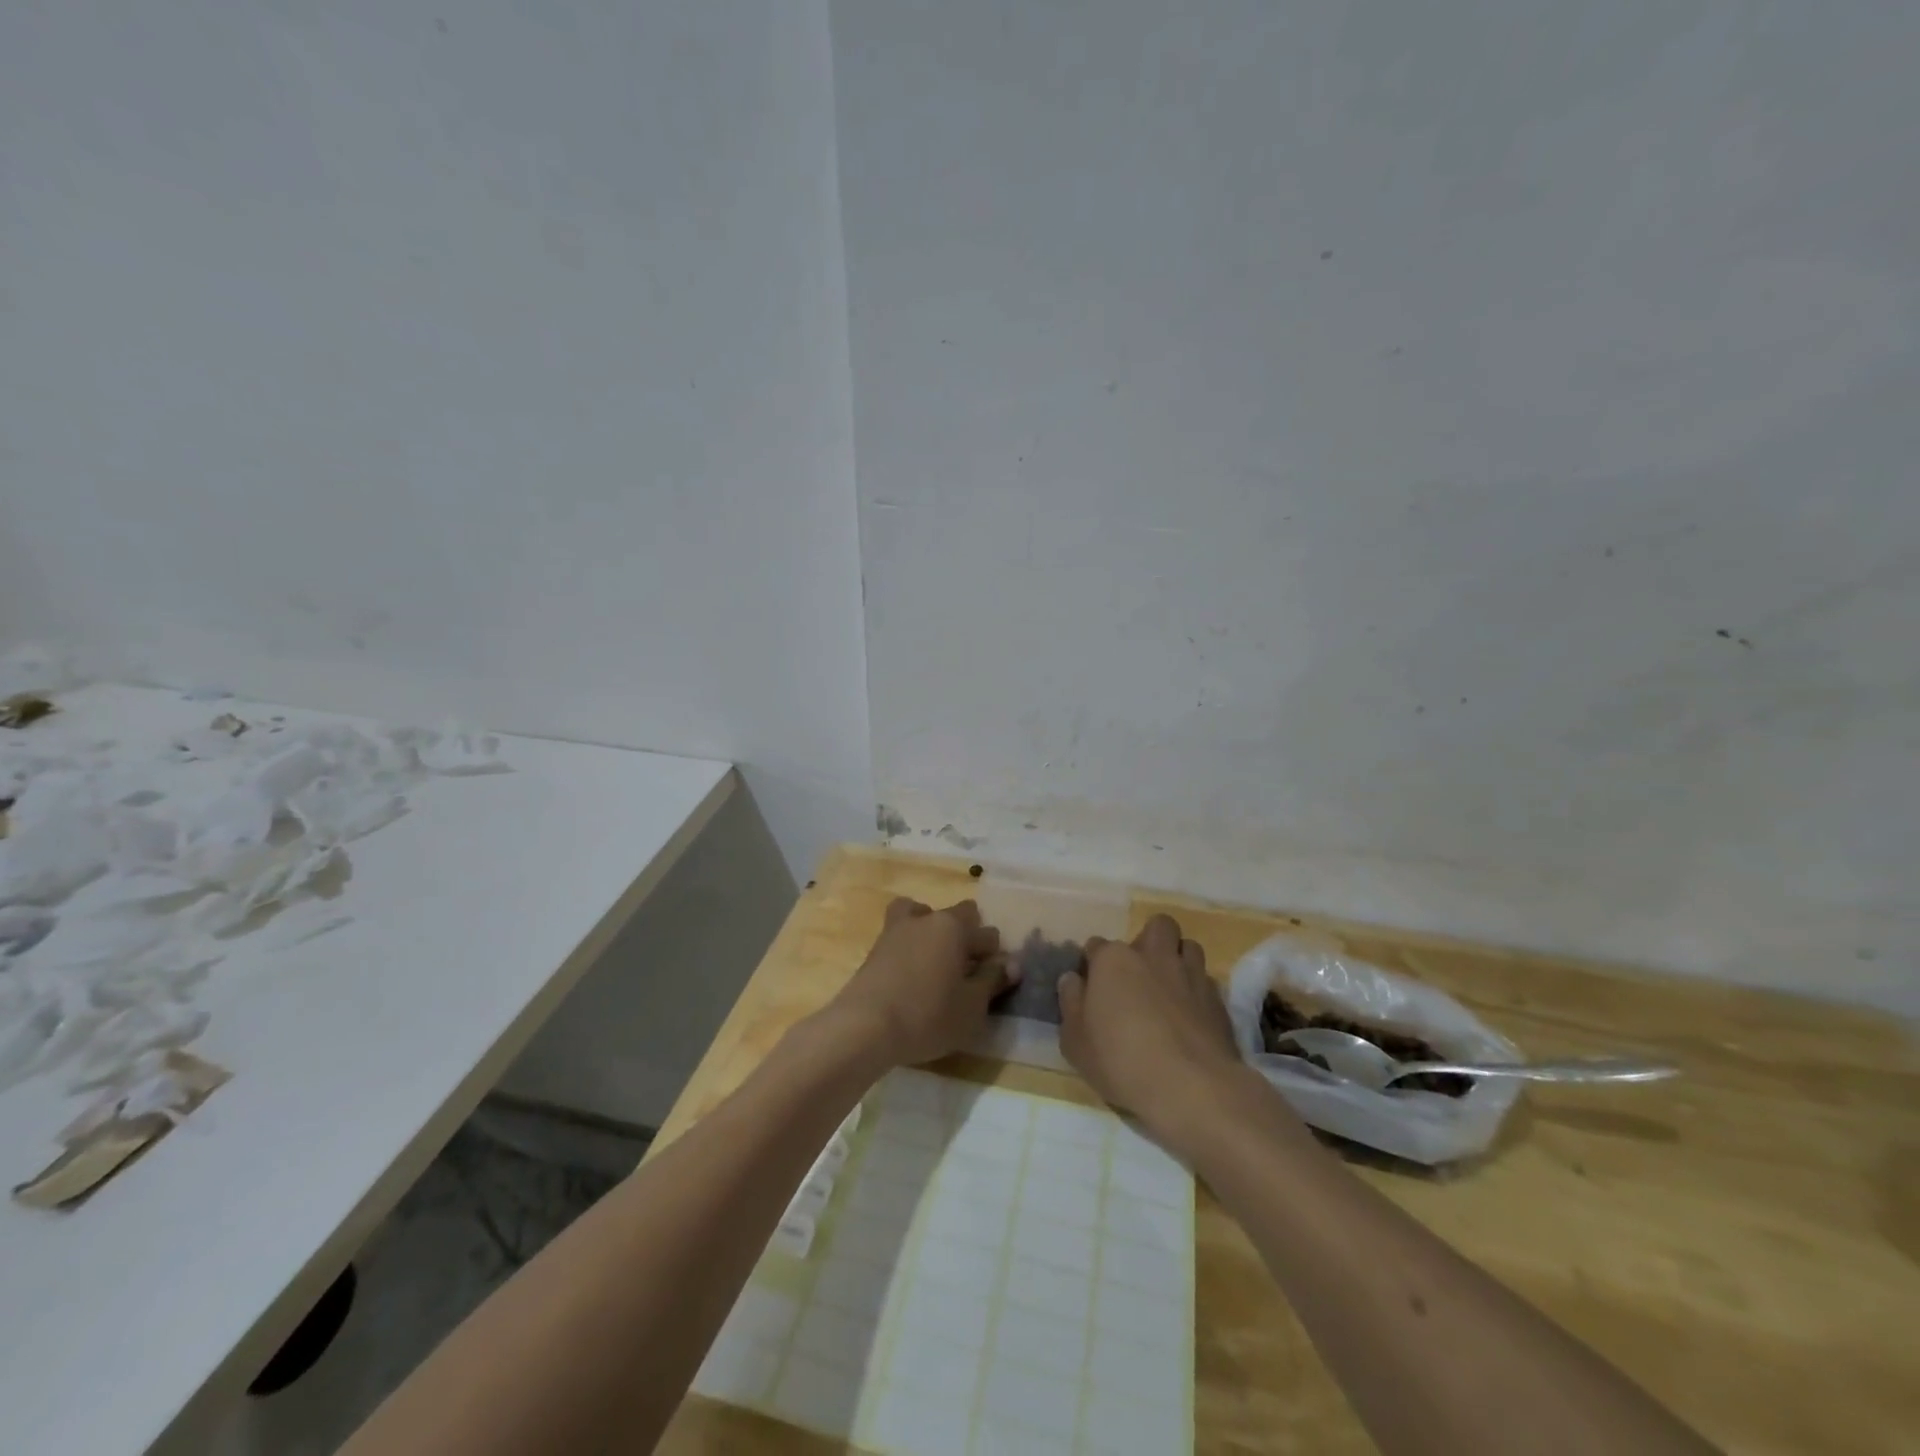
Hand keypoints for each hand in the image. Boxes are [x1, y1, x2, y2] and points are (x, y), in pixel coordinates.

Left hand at [823, 898, 1009, 1067]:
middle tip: (966, 968)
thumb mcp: (971, 1007)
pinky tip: (911, 971)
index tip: (993, 979)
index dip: (994, 955)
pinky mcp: (875, 947)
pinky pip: (901, 934)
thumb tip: (1012, 963)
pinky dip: (909, 944)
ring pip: (921, 914)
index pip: (987, 933)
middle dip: (966, 934)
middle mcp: (927, 918)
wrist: (865, 1026)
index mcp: (954, 927)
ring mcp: (896, 929)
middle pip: (955, 915)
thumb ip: (992, 981)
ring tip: (934, 959)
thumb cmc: (928, 1015)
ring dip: (932, 929)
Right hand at [1058, 914, 1247, 1143]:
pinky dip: (1198, 990)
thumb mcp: (1075, 1041)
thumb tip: (1072, 980)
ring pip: (1188, 946)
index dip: (1094, 964)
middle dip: (1149, 940)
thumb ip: (1071, 1003)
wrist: (1190, 1086)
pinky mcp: (1218, 999)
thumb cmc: (1120, 1061)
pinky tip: (1191, 1014)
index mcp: (1114, 960)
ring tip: (1169, 986)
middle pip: (1157, 926)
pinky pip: (1206, 980)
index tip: (1093, 986)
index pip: (1097, 945)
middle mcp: (1153, 956)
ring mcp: (1190, 974)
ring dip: (1178, 958)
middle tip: (1140, 972)